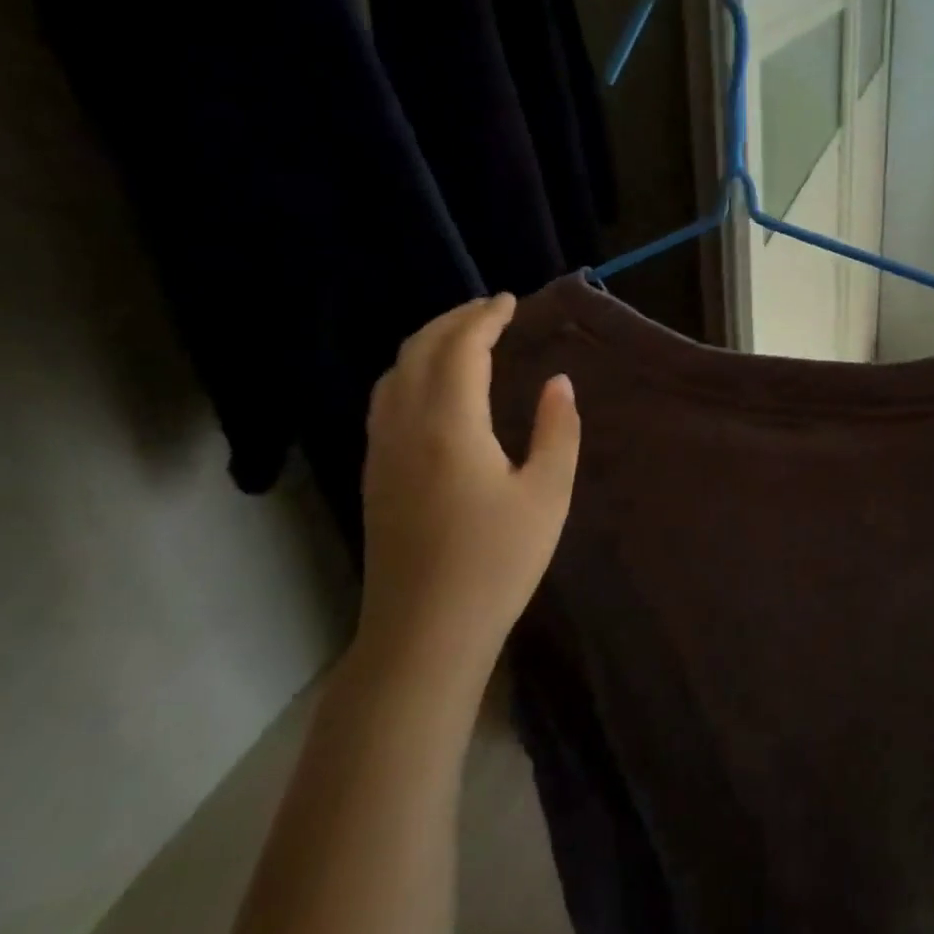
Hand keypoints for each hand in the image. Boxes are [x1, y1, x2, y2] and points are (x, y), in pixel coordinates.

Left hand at [358, 294, 579, 680]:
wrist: (424, 632)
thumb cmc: (496, 563)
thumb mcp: (547, 495)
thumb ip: (558, 431)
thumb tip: (559, 382)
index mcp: (449, 424)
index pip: (461, 348)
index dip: (485, 317)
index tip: (510, 301)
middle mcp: (405, 425)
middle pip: (419, 350)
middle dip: (454, 321)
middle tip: (490, 311)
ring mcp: (381, 450)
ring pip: (395, 373)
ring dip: (428, 343)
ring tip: (463, 339)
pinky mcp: (375, 474)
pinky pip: (386, 399)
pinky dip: (411, 371)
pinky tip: (433, 387)